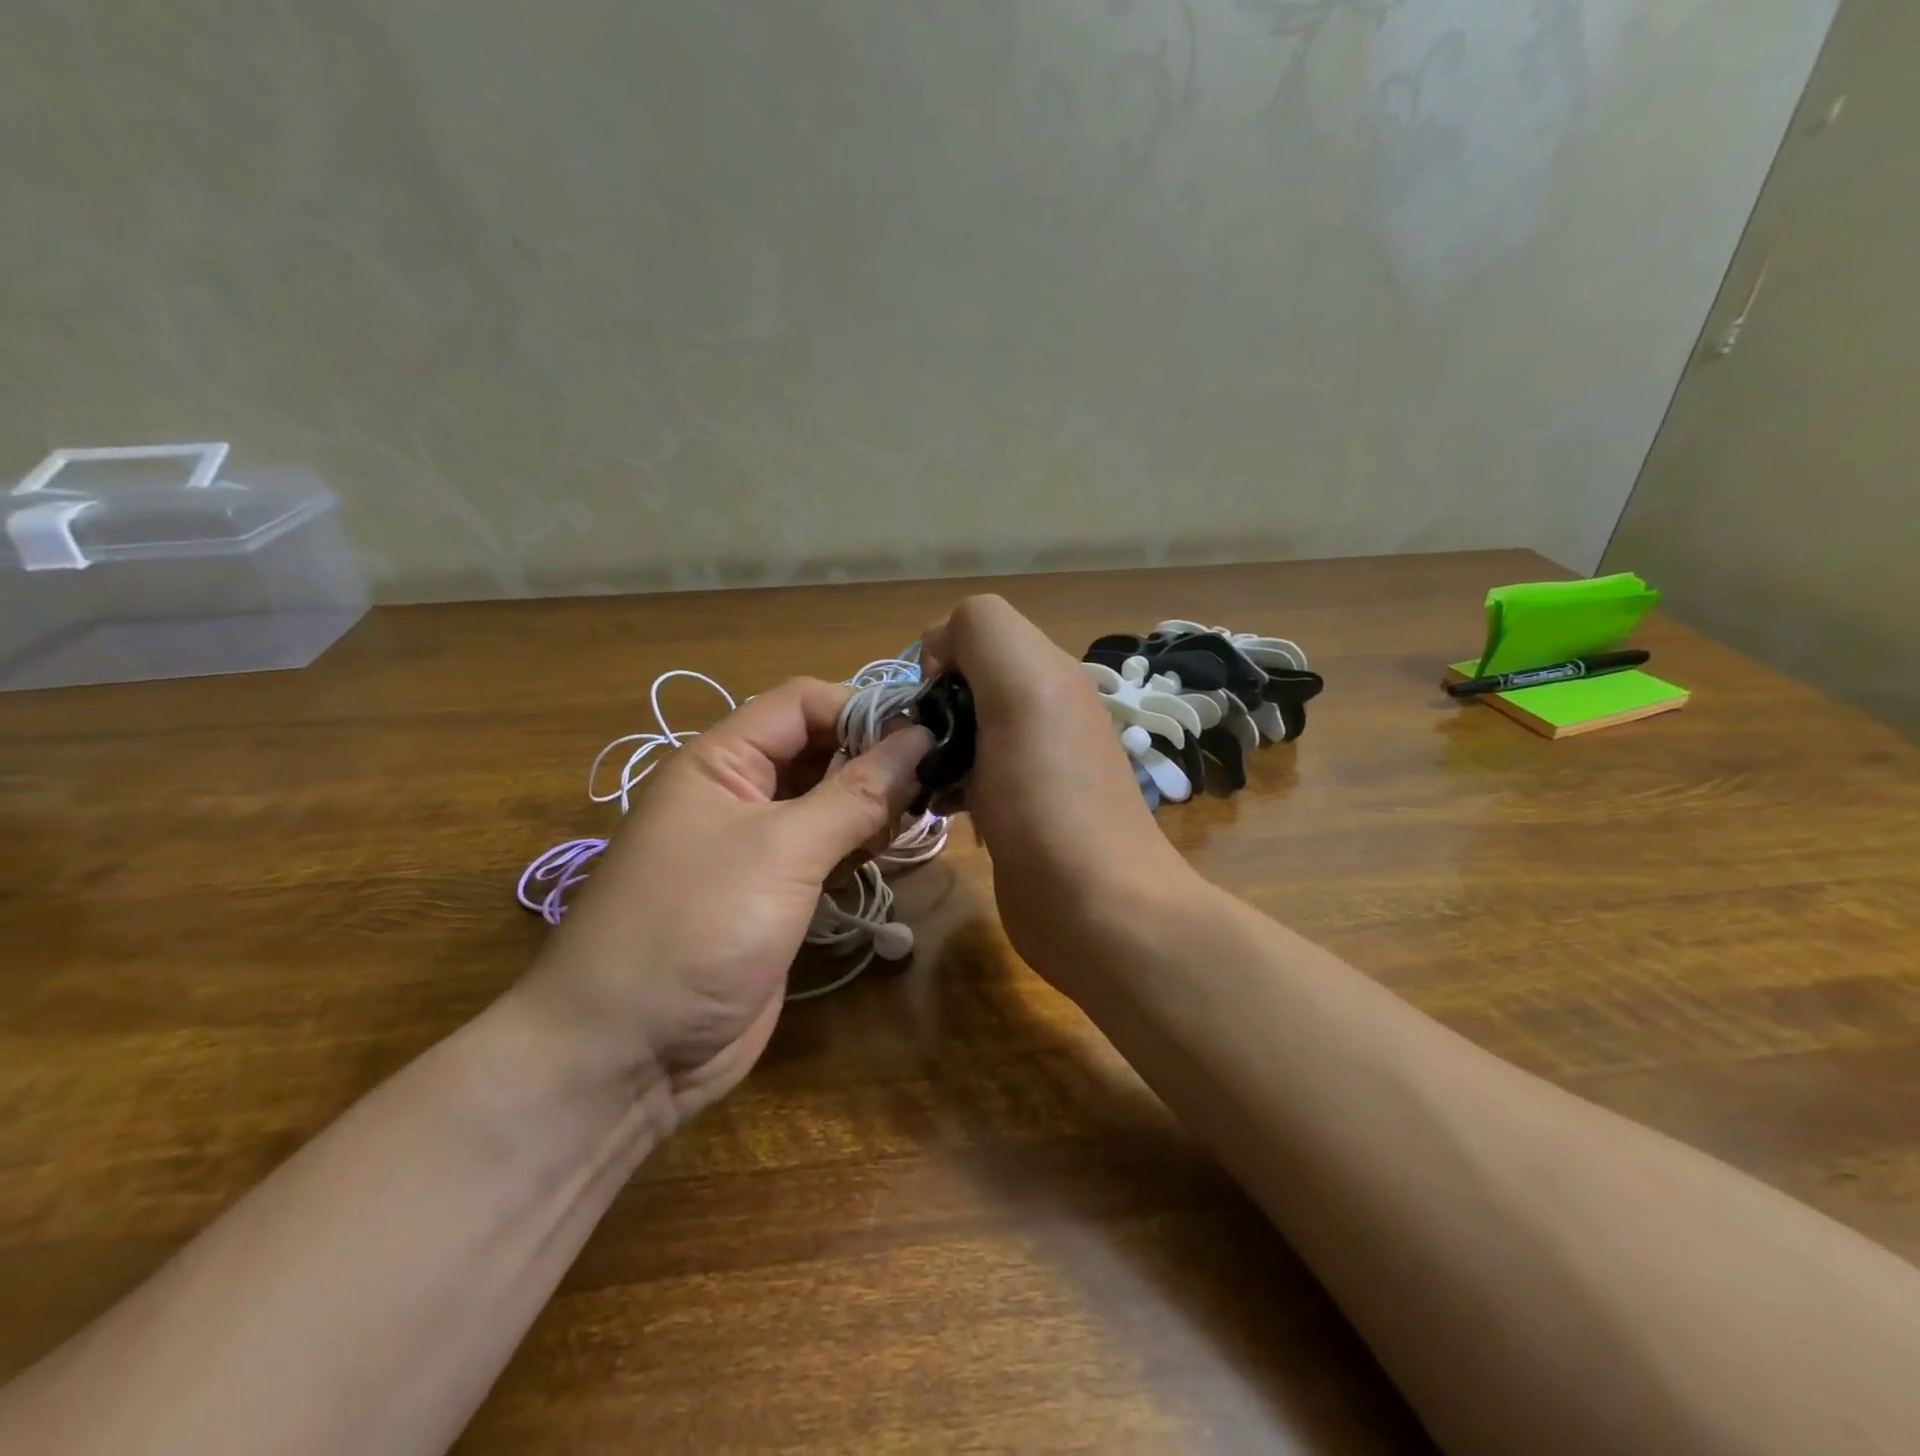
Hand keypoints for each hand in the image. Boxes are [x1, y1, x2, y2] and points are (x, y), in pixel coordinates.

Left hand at [512, 678, 931, 1129]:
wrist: (628, 1056)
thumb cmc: (696, 929)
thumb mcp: (781, 851)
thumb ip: (856, 793)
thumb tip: (922, 737)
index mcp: (721, 761)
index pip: (803, 704)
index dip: (863, 709)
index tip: (928, 733)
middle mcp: (739, 793)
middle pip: (820, 749)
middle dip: (876, 758)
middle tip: (938, 778)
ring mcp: (757, 847)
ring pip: (829, 801)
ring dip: (874, 804)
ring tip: (923, 814)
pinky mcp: (776, 893)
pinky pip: (827, 849)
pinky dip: (861, 845)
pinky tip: (891, 851)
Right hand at [920, 596, 1193, 987]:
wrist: (1094, 908)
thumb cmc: (1049, 797)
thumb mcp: (1022, 688)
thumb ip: (984, 633)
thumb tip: (940, 653)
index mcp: (1047, 673)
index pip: (974, 631)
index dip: (940, 657)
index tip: (927, 705)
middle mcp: (1042, 711)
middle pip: (966, 684)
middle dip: (931, 707)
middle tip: (916, 750)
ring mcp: (1031, 764)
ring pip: (963, 730)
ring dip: (932, 748)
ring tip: (919, 781)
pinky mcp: (1017, 810)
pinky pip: (968, 775)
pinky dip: (945, 783)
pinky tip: (937, 808)